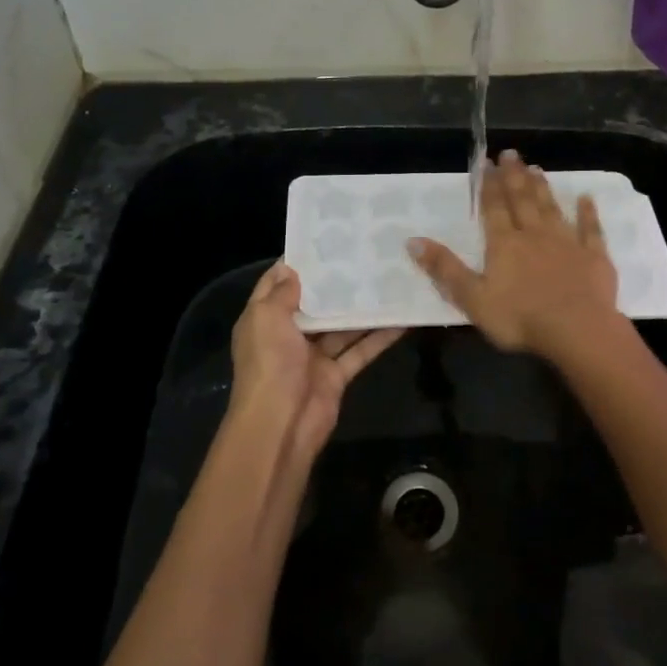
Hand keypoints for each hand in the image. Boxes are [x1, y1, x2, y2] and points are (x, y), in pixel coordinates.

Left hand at [228, 262, 402, 459]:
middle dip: (336, 283)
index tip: (326, 239)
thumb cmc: (269, 364)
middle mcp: (288, 335)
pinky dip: (379, 337)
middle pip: (315, 303)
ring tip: (389, 279)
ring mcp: (313, 356)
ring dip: (362, 308)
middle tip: (366, 255)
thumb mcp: (267, 319)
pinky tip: (402, 319)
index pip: (278, 283)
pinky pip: (360, 350)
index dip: (298, 262)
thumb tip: (292, 268)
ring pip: (342, 326)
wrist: (280, 426)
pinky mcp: (336, 375)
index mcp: (264, 319)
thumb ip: (281, 293)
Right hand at [409, 150, 620, 357]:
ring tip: (537, 168)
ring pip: (552, 209)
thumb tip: (412, 240)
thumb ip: (445, 269)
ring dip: (543, 188)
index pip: (494, 208)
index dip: (489, 185)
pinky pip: (591, 229)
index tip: (486, 162)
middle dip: (514, 176)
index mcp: (504, 244)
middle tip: (511, 153)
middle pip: (523, 200)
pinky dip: (588, 213)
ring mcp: (567, 243)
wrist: (577, 330)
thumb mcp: (472, 298)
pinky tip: (587, 198)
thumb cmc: (520, 318)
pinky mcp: (594, 257)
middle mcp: (534, 235)